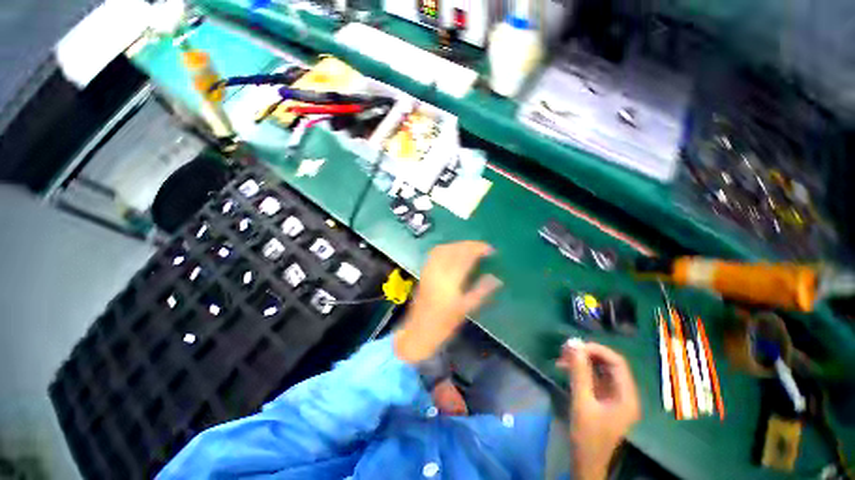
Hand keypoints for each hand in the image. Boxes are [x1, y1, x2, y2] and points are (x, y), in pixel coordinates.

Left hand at [393, 241, 501, 363]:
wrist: (420, 330)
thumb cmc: (445, 323)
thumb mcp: (466, 308)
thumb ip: (482, 291)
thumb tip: (497, 278)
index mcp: (450, 281)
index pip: (465, 257)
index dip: (478, 249)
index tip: (490, 249)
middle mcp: (438, 271)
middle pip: (454, 249)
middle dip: (469, 245)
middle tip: (482, 247)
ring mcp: (429, 269)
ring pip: (444, 248)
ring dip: (458, 245)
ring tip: (470, 248)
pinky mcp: (424, 271)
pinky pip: (435, 253)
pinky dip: (447, 248)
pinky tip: (454, 252)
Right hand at [557, 341, 640, 479]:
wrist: (585, 461)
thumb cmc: (587, 436)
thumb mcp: (582, 403)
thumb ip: (579, 373)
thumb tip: (573, 345)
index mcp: (627, 396)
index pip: (617, 363)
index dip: (597, 350)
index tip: (575, 345)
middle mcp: (624, 394)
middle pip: (608, 364)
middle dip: (587, 354)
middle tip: (565, 349)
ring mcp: (613, 397)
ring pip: (599, 369)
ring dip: (581, 361)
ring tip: (562, 356)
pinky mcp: (602, 399)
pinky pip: (593, 378)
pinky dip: (579, 370)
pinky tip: (564, 367)